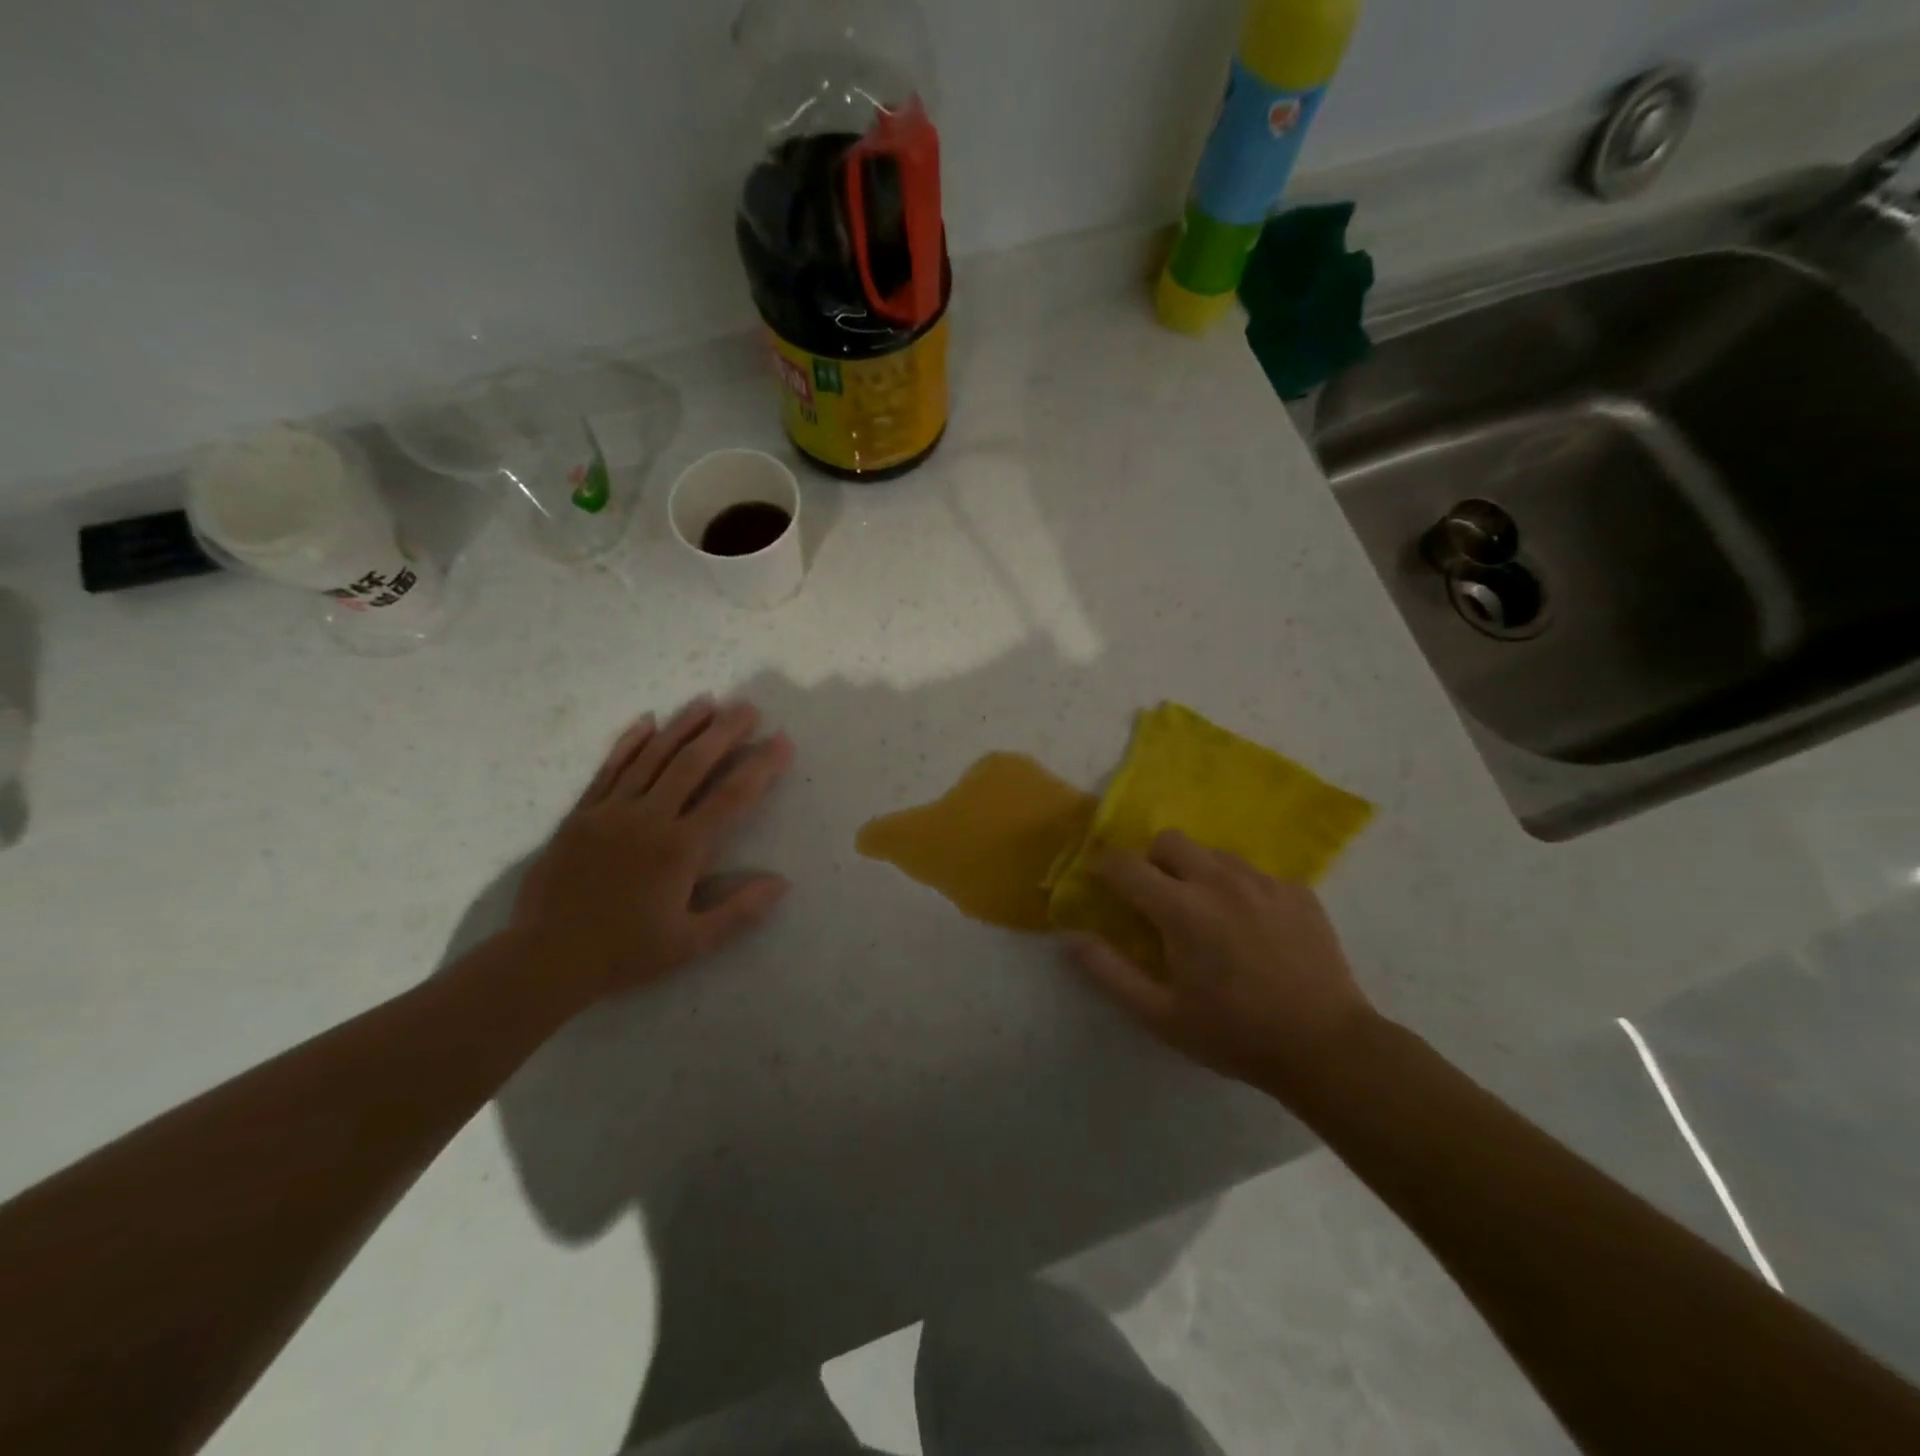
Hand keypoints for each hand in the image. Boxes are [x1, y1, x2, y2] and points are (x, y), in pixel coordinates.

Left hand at [509, 698, 794, 1005]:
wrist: (544, 959)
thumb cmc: (624, 953)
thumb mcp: (691, 943)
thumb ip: (739, 911)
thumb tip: (781, 883)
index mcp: (680, 849)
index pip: (731, 796)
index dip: (761, 766)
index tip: (782, 741)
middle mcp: (648, 818)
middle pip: (693, 763)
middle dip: (724, 732)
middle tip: (748, 707)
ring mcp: (611, 811)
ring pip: (652, 756)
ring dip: (682, 726)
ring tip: (708, 702)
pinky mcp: (581, 814)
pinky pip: (609, 769)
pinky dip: (629, 743)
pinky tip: (646, 721)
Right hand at [1066, 830, 1379, 1095]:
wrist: (1326, 1047)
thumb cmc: (1234, 1033)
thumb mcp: (1160, 1015)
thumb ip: (1108, 972)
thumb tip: (1070, 939)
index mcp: (1181, 908)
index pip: (1126, 865)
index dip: (1104, 868)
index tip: (1101, 882)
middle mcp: (1219, 881)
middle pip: (1170, 840)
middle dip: (1151, 860)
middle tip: (1155, 898)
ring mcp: (1263, 882)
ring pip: (1213, 853)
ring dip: (1196, 872)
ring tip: (1205, 912)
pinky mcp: (1298, 892)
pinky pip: (1255, 873)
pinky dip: (1240, 889)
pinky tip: (1251, 926)